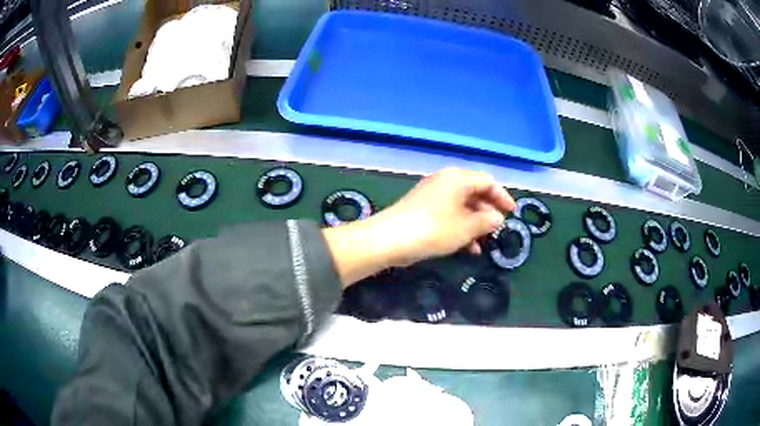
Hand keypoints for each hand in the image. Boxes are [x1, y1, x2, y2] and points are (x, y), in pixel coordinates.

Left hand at [324, 168, 514, 286]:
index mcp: (458, 178)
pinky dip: (460, 228)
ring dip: (475, 224)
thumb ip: (486, 221)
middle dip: (488, 212)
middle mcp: (445, 182)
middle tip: (497, 230)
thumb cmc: (434, 229)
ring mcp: (433, 196)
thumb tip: (497, 218)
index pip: (487, 181)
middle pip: (475, 192)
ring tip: (484, 244)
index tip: (511, 214)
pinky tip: (468, 248)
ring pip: (462, 206)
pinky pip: (449, 215)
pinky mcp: (423, 210)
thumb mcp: (466, 227)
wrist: (390, 239)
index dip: (502, 196)